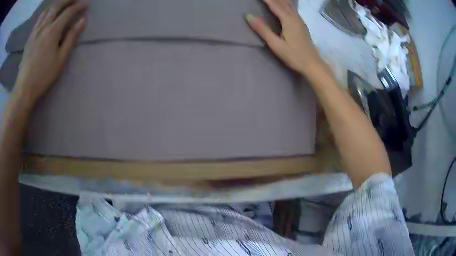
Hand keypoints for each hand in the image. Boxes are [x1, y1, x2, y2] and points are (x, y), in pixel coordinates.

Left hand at [13, 0, 86, 104]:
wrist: (24, 88)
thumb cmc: (43, 76)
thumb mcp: (60, 60)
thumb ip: (71, 38)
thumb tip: (82, 21)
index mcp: (53, 31)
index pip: (68, 11)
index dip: (79, 6)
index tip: (86, 4)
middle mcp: (44, 26)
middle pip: (58, 5)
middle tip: (76, 0)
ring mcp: (35, 31)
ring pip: (47, 9)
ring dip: (57, 4)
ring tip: (62, 5)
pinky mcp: (30, 37)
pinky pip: (39, 18)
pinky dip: (47, 12)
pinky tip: (49, 15)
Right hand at [245, 0, 322, 75]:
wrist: (313, 64)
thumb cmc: (294, 56)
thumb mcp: (276, 44)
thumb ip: (263, 29)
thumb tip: (248, 16)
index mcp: (288, 20)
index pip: (274, 4)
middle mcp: (295, 18)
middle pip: (283, 2)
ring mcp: (300, 21)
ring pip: (289, 5)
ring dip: (280, 0)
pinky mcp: (302, 26)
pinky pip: (293, 10)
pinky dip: (286, 4)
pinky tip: (285, 6)